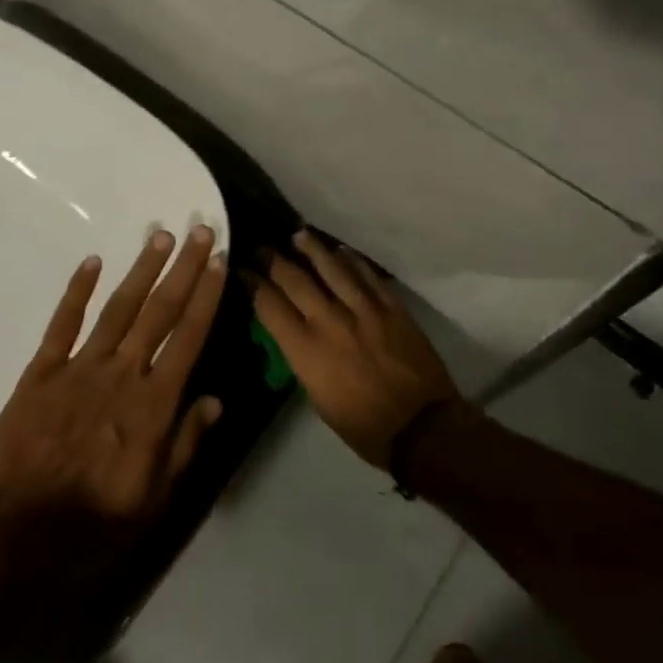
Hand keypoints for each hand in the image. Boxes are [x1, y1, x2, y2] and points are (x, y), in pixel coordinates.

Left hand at [0, 225, 226, 544]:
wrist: (13, 541)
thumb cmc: (94, 526)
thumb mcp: (155, 499)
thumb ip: (186, 444)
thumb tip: (216, 399)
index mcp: (154, 404)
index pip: (189, 336)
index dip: (207, 295)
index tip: (219, 261)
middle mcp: (122, 374)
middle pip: (159, 311)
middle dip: (183, 268)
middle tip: (199, 230)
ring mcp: (79, 369)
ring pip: (118, 308)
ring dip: (141, 270)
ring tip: (160, 236)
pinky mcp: (40, 374)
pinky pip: (61, 324)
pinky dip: (76, 291)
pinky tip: (91, 262)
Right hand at [251, 230, 460, 469]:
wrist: (421, 427)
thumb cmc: (363, 426)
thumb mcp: (318, 398)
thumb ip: (304, 359)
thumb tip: (296, 335)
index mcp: (307, 350)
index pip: (270, 306)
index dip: (252, 284)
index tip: (242, 270)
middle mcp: (330, 321)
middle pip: (296, 280)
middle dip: (274, 260)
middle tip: (262, 248)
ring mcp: (364, 309)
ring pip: (333, 268)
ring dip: (312, 249)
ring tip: (299, 235)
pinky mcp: (392, 307)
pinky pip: (368, 275)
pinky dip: (352, 261)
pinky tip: (342, 251)